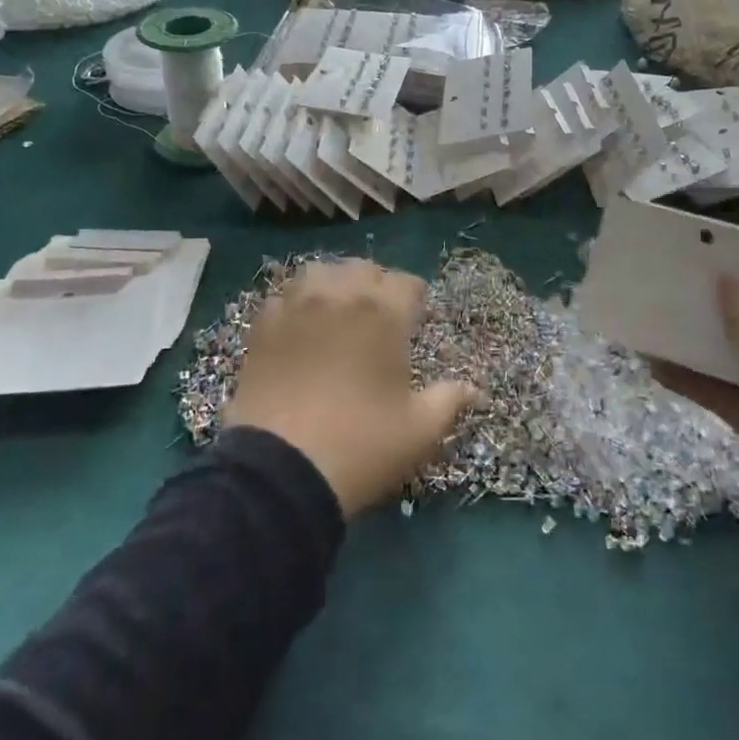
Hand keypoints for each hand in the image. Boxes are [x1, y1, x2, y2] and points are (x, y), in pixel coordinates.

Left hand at [225, 260, 477, 518]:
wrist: (279, 470)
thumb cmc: (361, 445)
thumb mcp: (419, 431)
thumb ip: (450, 401)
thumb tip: (475, 389)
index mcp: (384, 311)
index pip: (407, 283)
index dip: (415, 301)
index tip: (415, 322)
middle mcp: (340, 294)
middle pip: (364, 269)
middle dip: (376, 286)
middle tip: (379, 319)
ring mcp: (296, 305)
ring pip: (321, 271)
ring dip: (334, 284)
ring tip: (338, 312)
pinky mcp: (263, 324)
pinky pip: (284, 295)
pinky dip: (296, 302)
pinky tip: (300, 327)